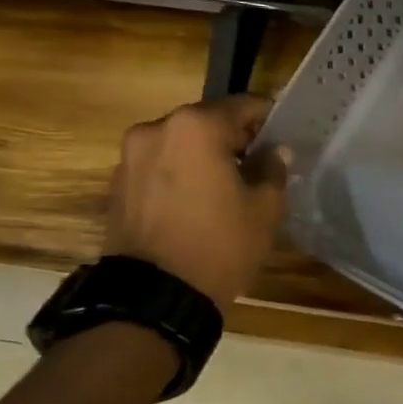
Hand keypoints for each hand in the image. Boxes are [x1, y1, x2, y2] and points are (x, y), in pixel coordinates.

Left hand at [103, 95, 288, 312]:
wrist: (154, 297)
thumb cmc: (220, 244)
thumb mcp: (264, 209)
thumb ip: (273, 170)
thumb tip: (275, 152)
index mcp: (197, 127)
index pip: (244, 106)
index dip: (269, 119)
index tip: (284, 137)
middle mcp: (157, 129)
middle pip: (208, 122)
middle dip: (234, 139)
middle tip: (259, 164)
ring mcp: (131, 157)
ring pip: (181, 144)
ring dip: (205, 157)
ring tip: (227, 187)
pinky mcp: (118, 184)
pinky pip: (160, 166)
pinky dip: (181, 174)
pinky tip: (198, 202)